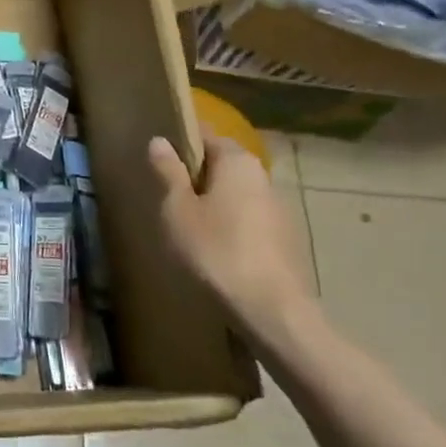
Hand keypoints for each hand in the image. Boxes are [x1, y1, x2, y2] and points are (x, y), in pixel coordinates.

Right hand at [149, 135, 313, 340]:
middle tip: (167, 193)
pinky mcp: (286, 239)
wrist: (274, 311)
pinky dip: (231, 226)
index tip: (159, 155)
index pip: (205, 134)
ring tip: (187, 224)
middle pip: (222, 164)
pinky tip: (215, 249)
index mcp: (237, 161)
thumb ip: (168, 172)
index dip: (180, 141)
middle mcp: (262, 176)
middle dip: (196, 174)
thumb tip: (160, 140)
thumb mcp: (178, 211)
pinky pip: (250, 220)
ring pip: (237, 193)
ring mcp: (279, 209)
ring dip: (214, 202)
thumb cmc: (217, 251)